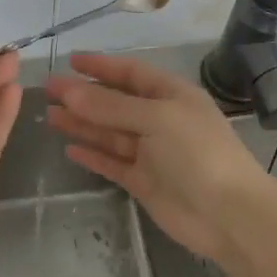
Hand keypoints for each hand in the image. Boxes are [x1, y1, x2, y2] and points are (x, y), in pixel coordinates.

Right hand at [46, 52, 276, 263]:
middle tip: (48, 91)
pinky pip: (112, 163)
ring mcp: (151, 152)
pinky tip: (70, 149)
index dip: (101, 67)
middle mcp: (160, 120)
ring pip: (109, 133)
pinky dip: (93, 155)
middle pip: (115, 103)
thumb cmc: (197, 153)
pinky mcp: (143, 181)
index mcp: (171, 95)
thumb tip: (69, 92)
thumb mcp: (155, 119)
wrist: (228, 215)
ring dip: (82, 124)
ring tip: (49, 117)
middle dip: (83, 96)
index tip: (70, 61)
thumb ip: (111, 106)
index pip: (131, 73)